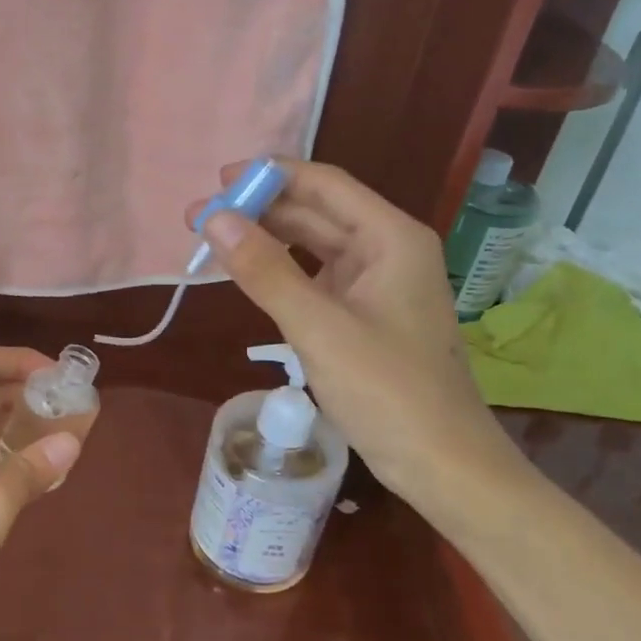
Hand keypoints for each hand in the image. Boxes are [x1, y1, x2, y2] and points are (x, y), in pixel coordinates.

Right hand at [187, 159, 529, 516]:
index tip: (218, 181)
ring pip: (314, 245)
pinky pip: (316, 278)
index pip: (324, 185)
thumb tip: (215, 218)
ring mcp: (377, 284)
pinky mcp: (365, 315)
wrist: (442, 464)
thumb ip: (265, 271)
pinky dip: (282, 272)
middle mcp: (387, 250)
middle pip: (317, 212)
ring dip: (267, 240)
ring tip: (213, 240)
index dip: (271, 175)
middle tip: (198, 217)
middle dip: (259, 210)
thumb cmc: (388, 392)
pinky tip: (249, 274)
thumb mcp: (319, 328)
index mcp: (391, 238)